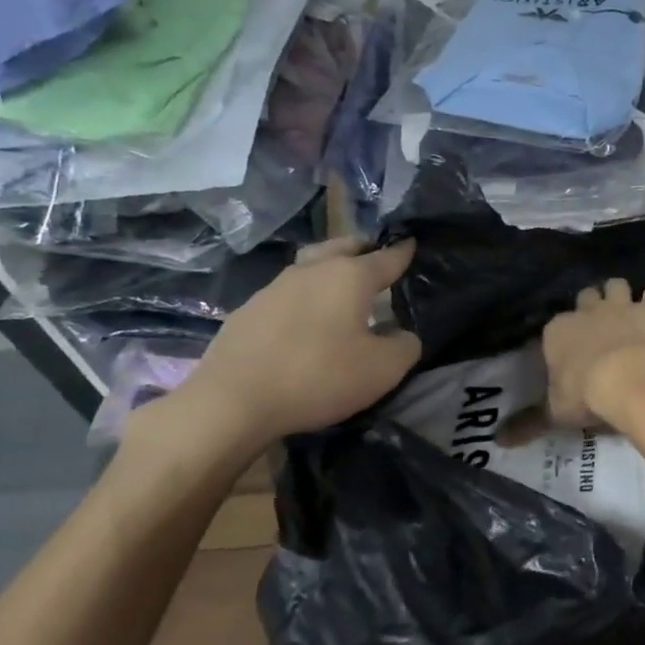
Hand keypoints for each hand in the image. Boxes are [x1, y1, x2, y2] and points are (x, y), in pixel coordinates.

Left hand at [140, 238, 421, 469]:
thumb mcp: (381, 370)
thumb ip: (404, 347)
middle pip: (342, 247)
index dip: (403, 252)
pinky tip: (303, 318)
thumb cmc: (318, 377)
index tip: (412, 243)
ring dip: (328, 269)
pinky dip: (303, 296)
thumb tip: (402, 335)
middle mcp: (312, 271)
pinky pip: (286, 292)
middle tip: (375, 257)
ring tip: (339, 286)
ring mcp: (275, 288)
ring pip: (310, 265)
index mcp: (350, 277)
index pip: (386, 257)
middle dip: (362, 248)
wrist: (232, 401)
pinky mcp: (248, 311)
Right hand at [542, 278, 644, 427]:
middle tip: (600, 325)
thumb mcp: (554, 413)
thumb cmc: (586, 395)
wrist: (629, 379)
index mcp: (557, 332)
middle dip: (592, 305)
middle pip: (586, 296)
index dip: (563, 336)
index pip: (554, 327)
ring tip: (628, 311)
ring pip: (616, 285)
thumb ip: (530, 421)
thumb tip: (499, 440)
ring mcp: (619, 306)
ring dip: (621, 295)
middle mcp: (586, 311)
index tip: (570, 351)